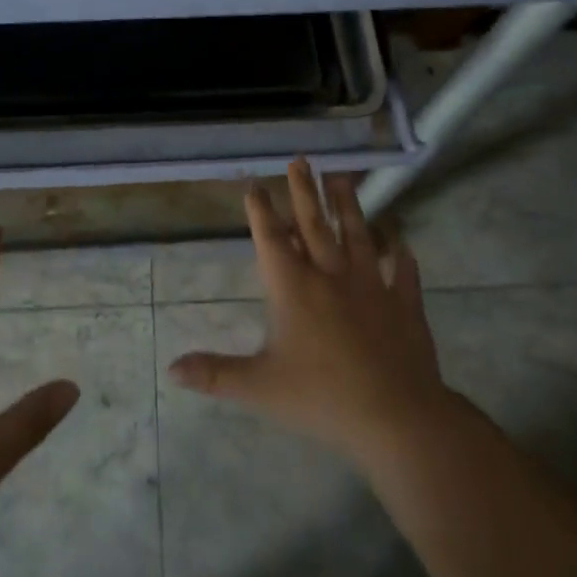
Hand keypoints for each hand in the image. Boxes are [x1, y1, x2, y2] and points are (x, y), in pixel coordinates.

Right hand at [167, 159, 456, 469]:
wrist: (396, 416)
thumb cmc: (322, 398)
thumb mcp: (260, 388)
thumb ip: (216, 374)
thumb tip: (171, 369)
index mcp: (295, 289)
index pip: (272, 240)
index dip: (261, 211)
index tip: (255, 185)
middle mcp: (332, 275)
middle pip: (315, 225)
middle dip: (304, 192)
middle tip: (300, 160)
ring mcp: (372, 285)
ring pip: (357, 234)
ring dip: (348, 205)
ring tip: (342, 177)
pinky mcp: (404, 303)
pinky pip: (403, 272)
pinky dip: (401, 254)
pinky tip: (400, 241)